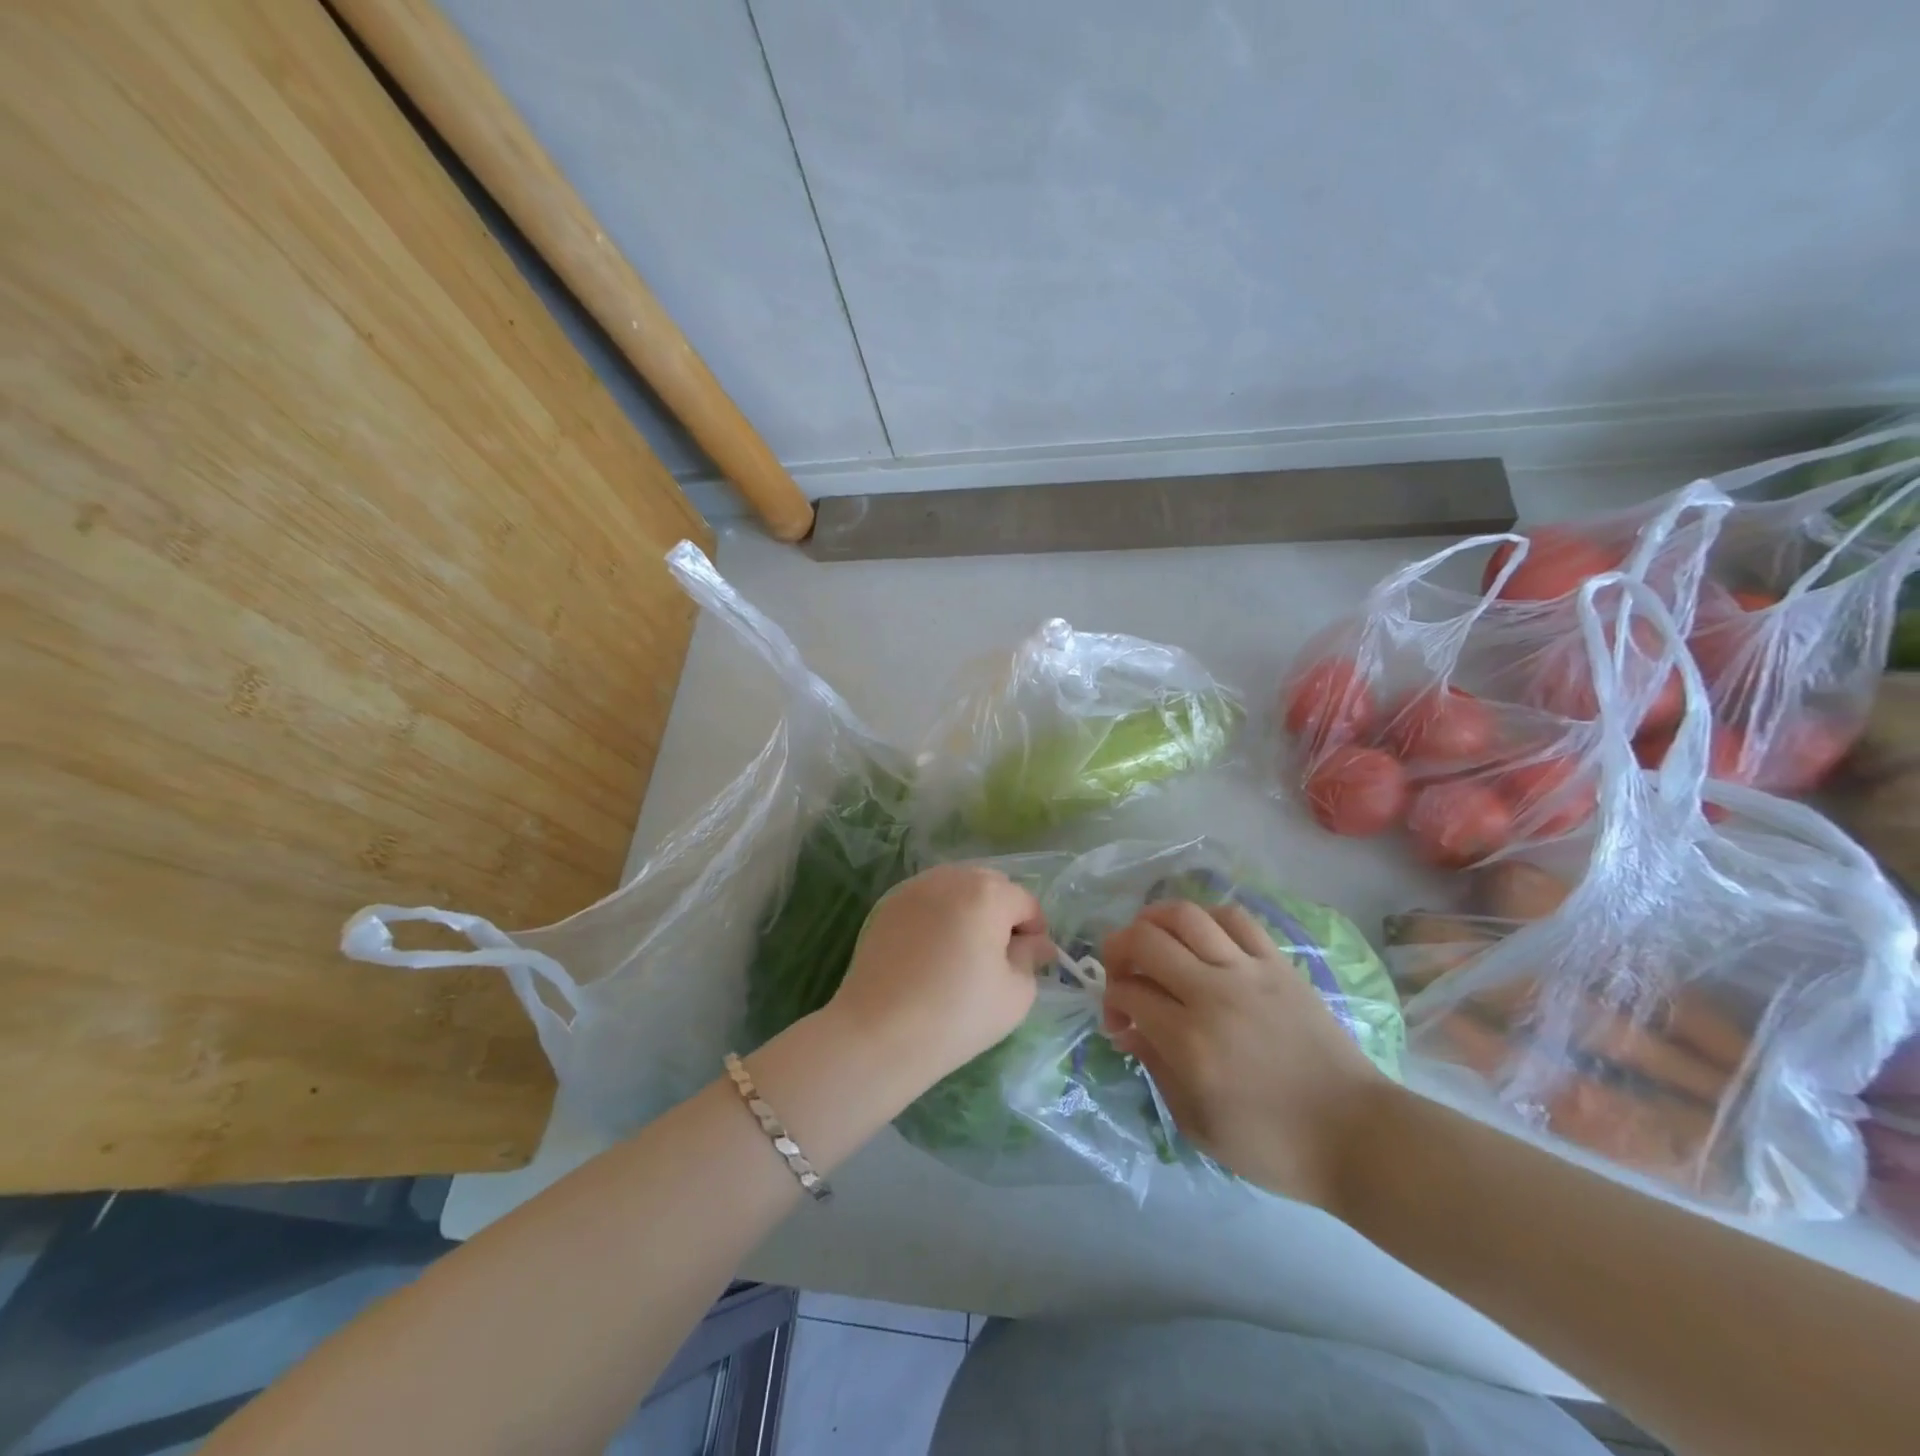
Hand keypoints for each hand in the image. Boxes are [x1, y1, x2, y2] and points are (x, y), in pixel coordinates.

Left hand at [828, 863, 1052, 1087]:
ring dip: (970, 909)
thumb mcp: (1015, 994)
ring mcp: (914, 888)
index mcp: (987, 893)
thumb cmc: (957, 1014)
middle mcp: (951, 878)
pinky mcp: (888, 906)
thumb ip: (1030, 958)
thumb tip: (1034, 943)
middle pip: (990, 885)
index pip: (1025, 902)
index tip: (1030, 962)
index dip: (1034, 931)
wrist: (879, 1032)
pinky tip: (934, 951)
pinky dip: (940, 915)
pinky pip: (928, 899)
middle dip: (1002, 912)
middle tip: (999, 955)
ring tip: (965, 951)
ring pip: (957, 887)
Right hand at [1100, 898, 1390, 1211]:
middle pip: (1146, 940)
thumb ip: (1155, 1069)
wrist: (1357, 1136)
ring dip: (1154, 920)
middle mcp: (1213, 994)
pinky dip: (1206, 918)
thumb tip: (1127, 1029)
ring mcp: (1249, 972)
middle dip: (1118, 950)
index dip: (1111, 1001)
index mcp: (1190, 1042)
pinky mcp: (1279, 964)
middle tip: (1122, 974)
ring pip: (1185, 915)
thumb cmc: (1273, 1145)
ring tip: (1151, 940)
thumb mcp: (1198, 1125)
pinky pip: (1235, 918)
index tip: (1119, 1022)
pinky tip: (1200, 938)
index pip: (1129, 992)